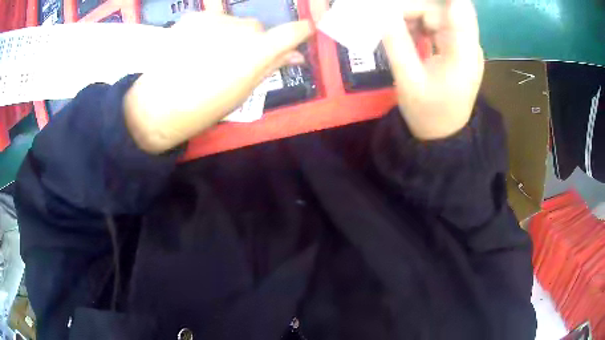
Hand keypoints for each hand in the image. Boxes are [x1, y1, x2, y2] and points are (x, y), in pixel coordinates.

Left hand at [125, 13, 313, 153]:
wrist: (156, 106)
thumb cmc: (203, 109)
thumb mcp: (243, 93)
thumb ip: (271, 68)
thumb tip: (296, 56)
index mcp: (257, 52)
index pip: (293, 31)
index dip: (301, 32)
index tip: (302, 34)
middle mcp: (240, 28)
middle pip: (257, 28)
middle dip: (254, 41)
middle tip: (235, 61)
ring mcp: (214, 19)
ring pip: (234, 22)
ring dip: (230, 34)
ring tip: (208, 56)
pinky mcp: (193, 17)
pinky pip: (212, 20)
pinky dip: (210, 31)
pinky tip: (194, 48)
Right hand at [383, 0, 483, 139]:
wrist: (443, 134)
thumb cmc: (428, 113)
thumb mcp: (408, 81)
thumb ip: (397, 44)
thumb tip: (384, 13)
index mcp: (462, 54)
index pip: (460, 10)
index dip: (447, 0)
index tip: (409, 0)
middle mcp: (468, 46)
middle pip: (442, 11)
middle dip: (414, 9)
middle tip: (389, 18)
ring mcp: (464, 47)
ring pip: (438, 16)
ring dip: (415, 17)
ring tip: (395, 29)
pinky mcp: (458, 50)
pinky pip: (438, 27)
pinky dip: (420, 26)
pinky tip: (407, 35)